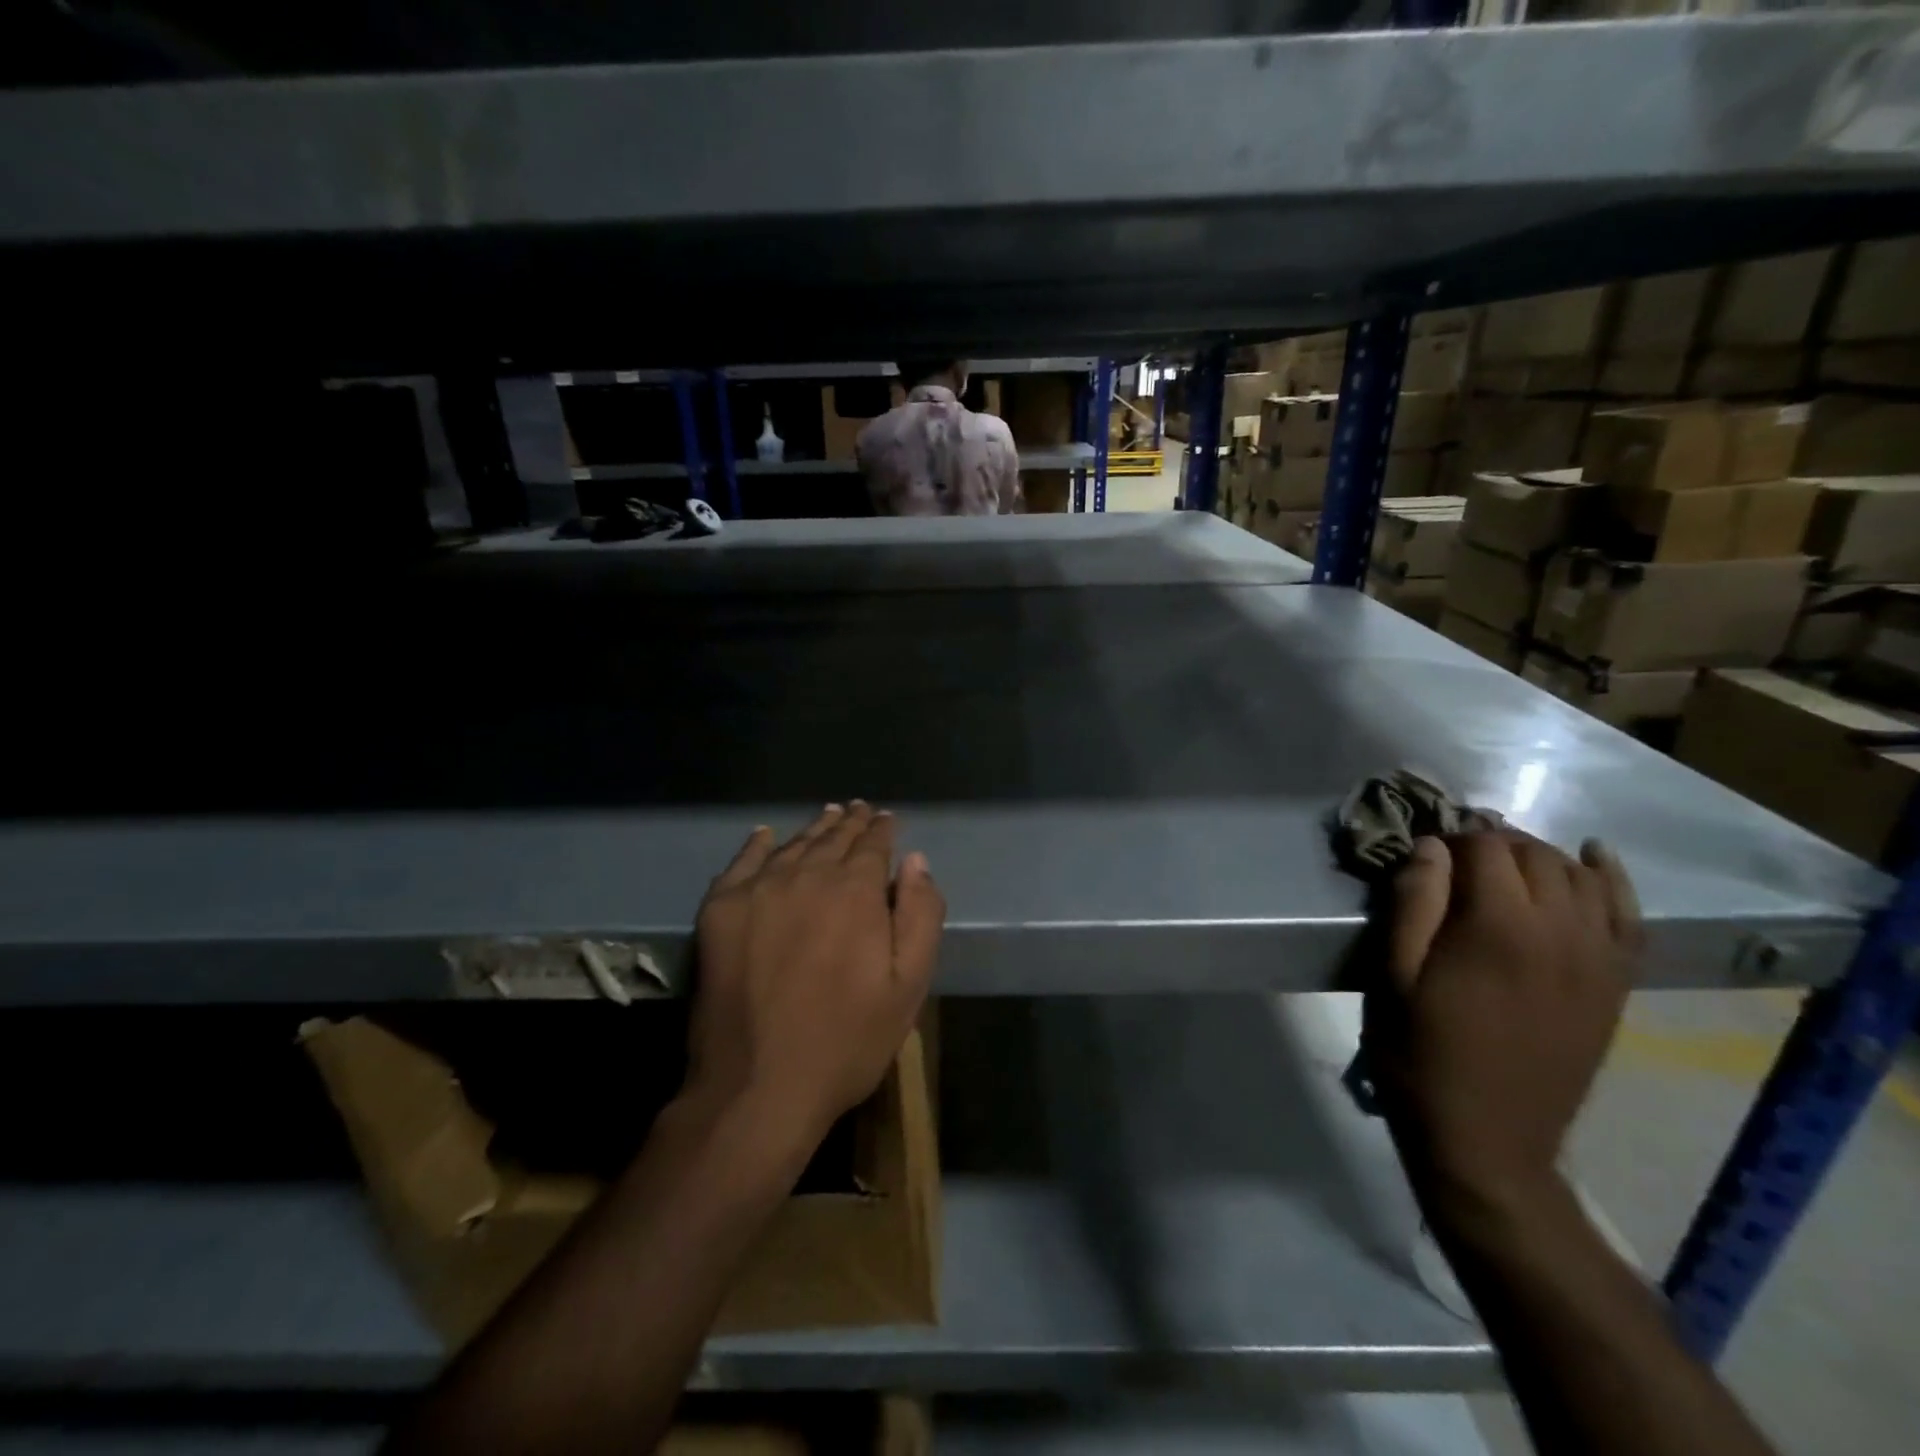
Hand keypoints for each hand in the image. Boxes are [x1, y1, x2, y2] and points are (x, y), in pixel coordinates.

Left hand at [686, 803, 944, 1149]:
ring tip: (828, 816)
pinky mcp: (719, 911)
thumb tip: (916, 860)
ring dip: (814, 830)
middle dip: (851, 823)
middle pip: (833, 839)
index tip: (887, 818)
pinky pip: (742, 863)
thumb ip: (919, 914)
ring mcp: (758, 890)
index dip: (883, 829)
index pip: (873, 844)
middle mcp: (806, 876)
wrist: (757, 1086)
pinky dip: (758, 844)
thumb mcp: (907, 985)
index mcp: (855, 891)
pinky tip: (766, 835)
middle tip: (859, 810)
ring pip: (793, 846)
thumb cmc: (846, 1040)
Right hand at [1364, 830, 1640, 1224]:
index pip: (1485, 847)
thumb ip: (1412, 903)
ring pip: (1581, 877)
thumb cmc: (1420, 1053)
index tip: (1423, 850)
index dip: (1451, 837)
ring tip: (1504, 862)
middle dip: (1493, 842)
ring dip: (1541, 857)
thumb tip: (1430, 846)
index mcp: (1499, 927)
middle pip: (1536, 855)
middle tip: (1453, 857)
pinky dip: (1613, 881)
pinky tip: (1596, 859)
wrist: (1486, 1141)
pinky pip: (1628, 917)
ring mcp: (1598, 960)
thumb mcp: (1391, 976)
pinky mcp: (1614, 985)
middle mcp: (1561, 932)